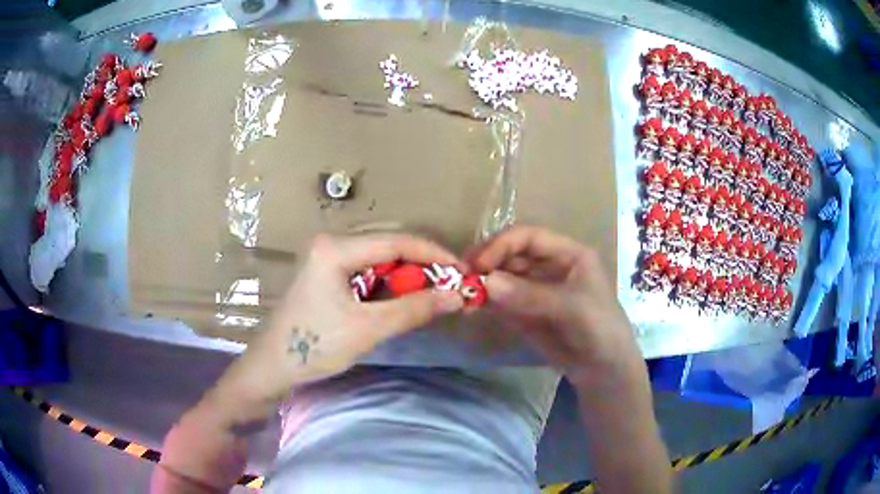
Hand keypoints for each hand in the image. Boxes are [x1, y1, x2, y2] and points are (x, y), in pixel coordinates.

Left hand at [208, 233, 464, 423]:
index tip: (462, 272)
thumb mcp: (367, 328)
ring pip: (380, 257)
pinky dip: (390, 284)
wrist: (272, 366)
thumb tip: (457, 296)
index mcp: (335, 247)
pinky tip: (403, 298)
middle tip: (450, 286)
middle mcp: (332, 242)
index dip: (434, 255)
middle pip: (389, 244)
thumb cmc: (314, 346)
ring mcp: (327, 256)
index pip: (397, 240)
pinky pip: (368, 270)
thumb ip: (414, 309)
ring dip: (408, 275)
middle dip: (423, 265)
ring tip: (433, 294)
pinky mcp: (327, 272)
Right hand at [467, 225, 640, 382]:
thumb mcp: (571, 308)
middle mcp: (548, 266)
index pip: (528, 237)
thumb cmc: (599, 328)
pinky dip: (484, 301)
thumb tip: (485, 282)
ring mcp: (535, 289)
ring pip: (502, 276)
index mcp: (567, 253)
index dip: (502, 245)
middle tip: (461, 276)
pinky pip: (500, 299)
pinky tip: (471, 306)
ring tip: (462, 293)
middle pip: (511, 254)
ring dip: (482, 282)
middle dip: (487, 262)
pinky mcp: (524, 311)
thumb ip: (530, 295)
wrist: (603, 369)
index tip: (479, 264)